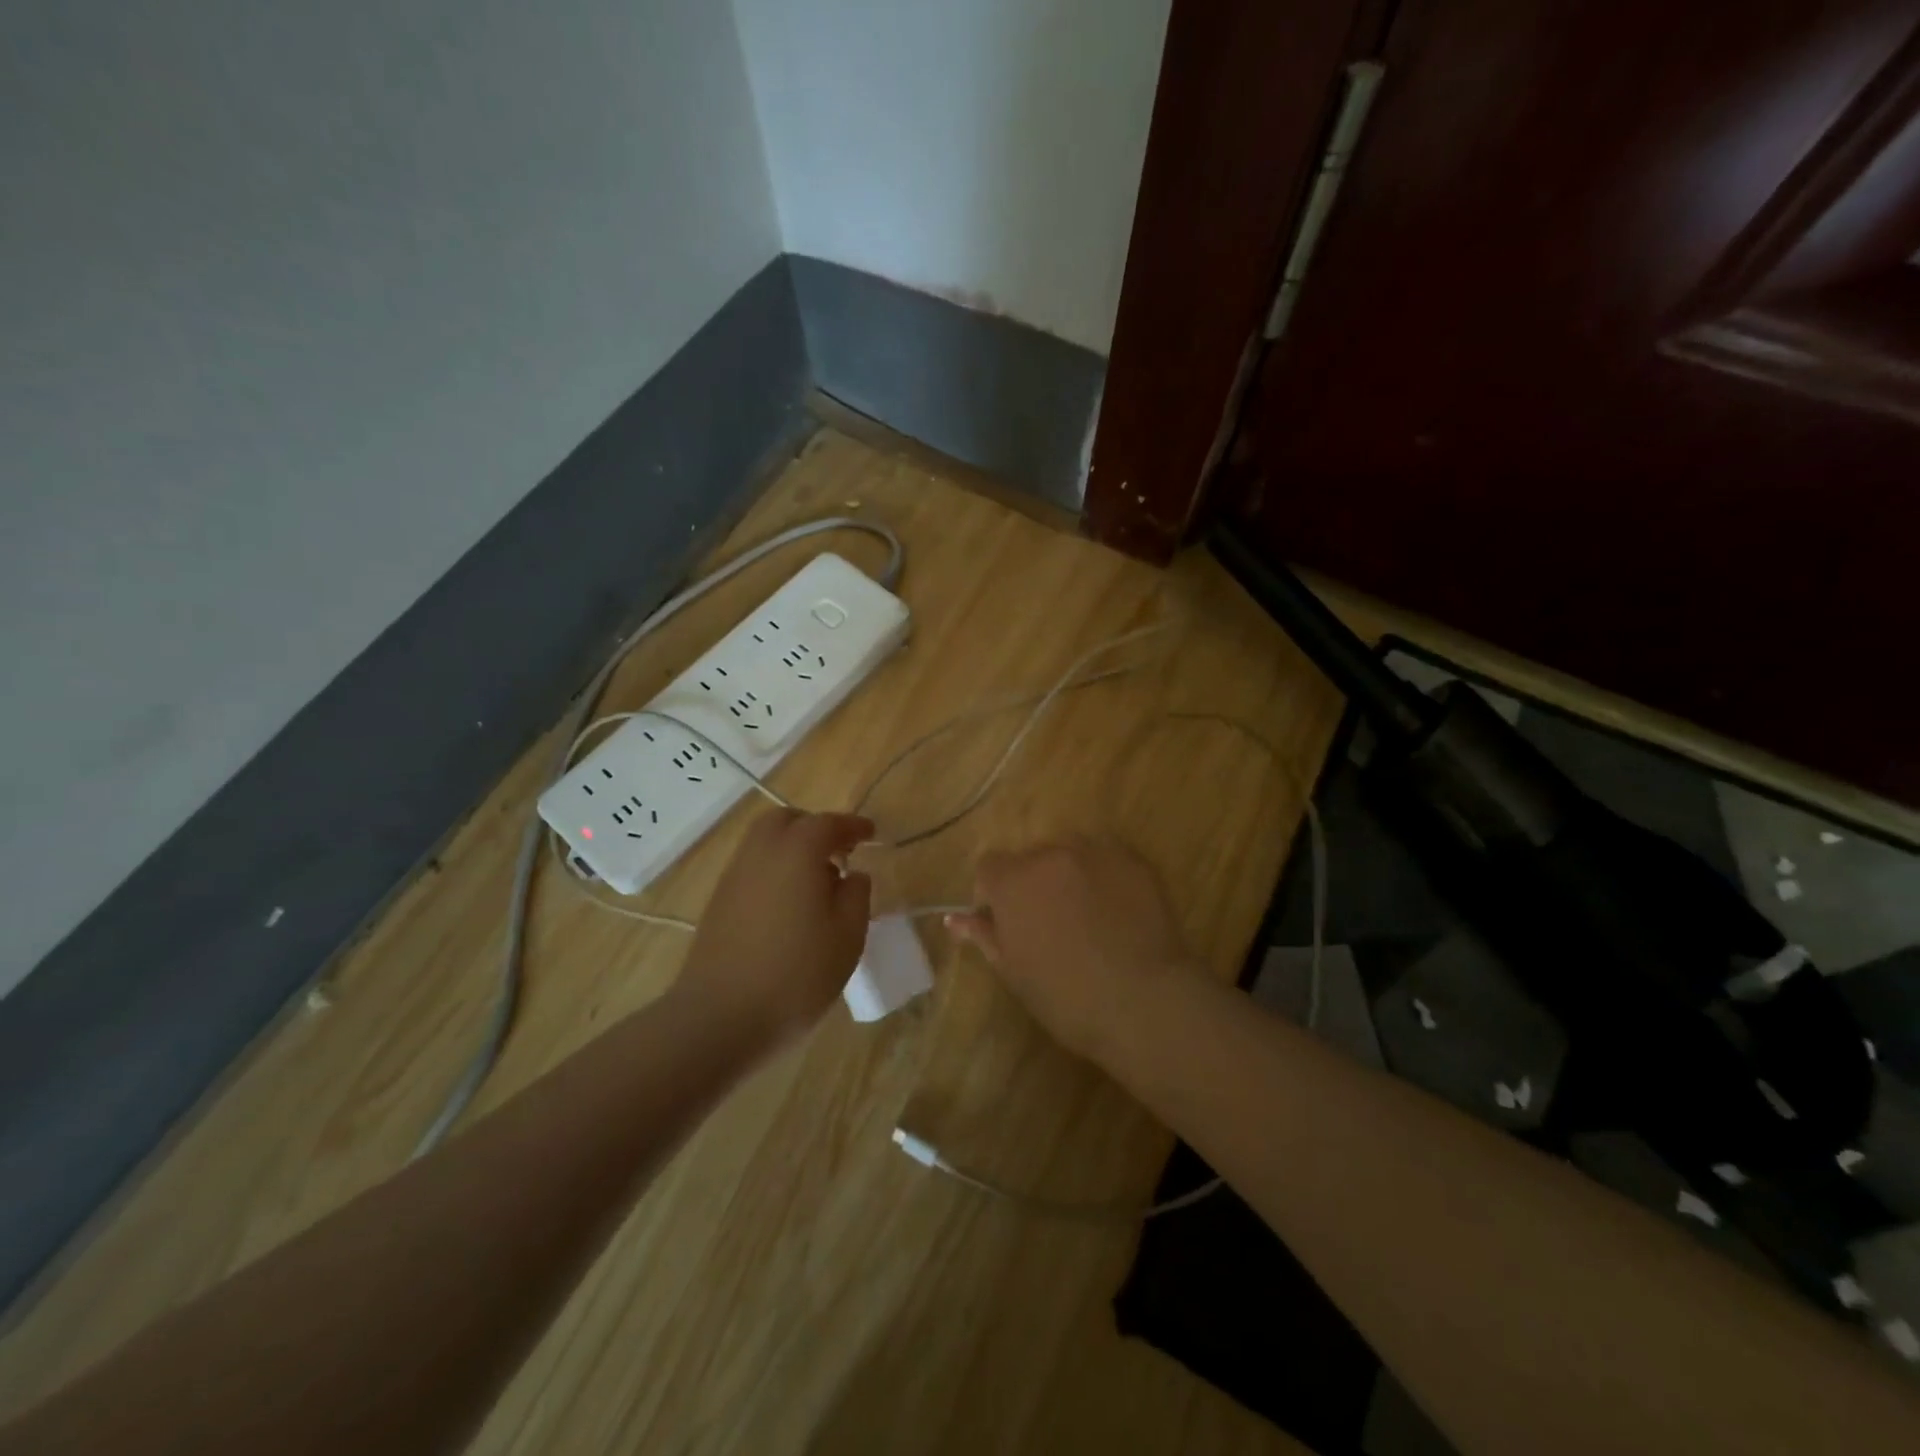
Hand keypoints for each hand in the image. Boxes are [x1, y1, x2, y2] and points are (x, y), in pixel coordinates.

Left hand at [674, 810, 872, 1047]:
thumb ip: (856, 895)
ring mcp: (733, 877)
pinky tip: (789, 905)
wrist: (719, 1018)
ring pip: (764, 843)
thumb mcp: (847, 937)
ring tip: (817, 882)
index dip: (852, 826)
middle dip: (814, 827)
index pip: (828, 823)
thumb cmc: (796, 975)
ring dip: (792, 848)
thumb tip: (853, 874)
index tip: (870, 834)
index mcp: (797, 852)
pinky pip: (752, 868)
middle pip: (786, 820)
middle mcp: (761, 853)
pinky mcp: (718, 903)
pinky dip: (774, 870)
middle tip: (839, 852)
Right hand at [946, 836, 1197, 1063]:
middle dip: (1032, 882)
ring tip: (1087, 914)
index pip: (989, 867)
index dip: (993, 893)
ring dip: (1068, 874)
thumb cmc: (1067, 997)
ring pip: (1070, 853)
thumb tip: (955, 919)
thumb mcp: (1014, 971)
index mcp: (1014, 881)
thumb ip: (984, 935)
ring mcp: (1096, 852)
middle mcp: (1051, 854)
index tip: (1006, 922)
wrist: (1144, 1002)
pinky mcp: (1134, 860)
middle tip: (1050, 923)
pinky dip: (1105, 877)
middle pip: (1030, 858)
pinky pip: (1107, 860)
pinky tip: (1117, 912)